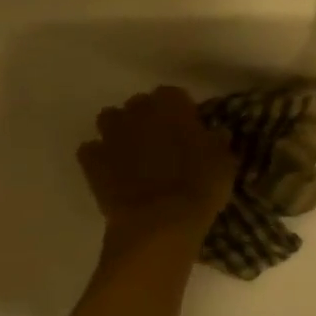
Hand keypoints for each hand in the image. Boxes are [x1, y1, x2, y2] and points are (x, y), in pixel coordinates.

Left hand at [78, 87, 237, 266]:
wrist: (160, 221)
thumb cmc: (200, 186)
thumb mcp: (224, 162)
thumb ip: (217, 142)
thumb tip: (215, 134)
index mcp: (172, 105)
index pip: (173, 94)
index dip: (180, 110)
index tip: (187, 126)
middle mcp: (138, 112)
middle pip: (139, 104)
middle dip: (147, 117)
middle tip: (161, 139)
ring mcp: (111, 135)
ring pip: (109, 119)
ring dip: (120, 130)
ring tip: (133, 151)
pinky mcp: (91, 162)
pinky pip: (90, 150)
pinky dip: (99, 157)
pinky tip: (111, 171)